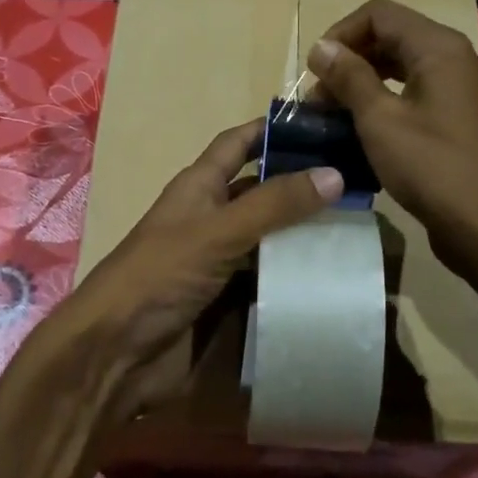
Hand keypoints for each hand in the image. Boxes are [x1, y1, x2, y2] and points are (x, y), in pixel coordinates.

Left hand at [38, 119, 342, 421]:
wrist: (116, 353)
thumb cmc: (159, 276)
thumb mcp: (217, 232)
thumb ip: (273, 205)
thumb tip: (335, 173)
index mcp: (198, 187)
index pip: (238, 144)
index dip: (272, 129)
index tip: (323, 123)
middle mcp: (211, 218)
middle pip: (262, 191)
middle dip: (303, 185)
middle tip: (359, 182)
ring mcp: (219, 261)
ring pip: (270, 237)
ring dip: (305, 233)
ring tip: (360, 227)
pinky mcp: (228, 300)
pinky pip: (269, 279)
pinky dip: (296, 276)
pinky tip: (335, 275)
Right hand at [308, 0, 477, 300]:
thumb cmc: (432, 168)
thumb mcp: (380, 120)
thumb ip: (349, 77)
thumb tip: (321, 47)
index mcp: (439, 48)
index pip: (379, 14)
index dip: (340, 34)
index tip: (314, 72)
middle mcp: (457, 59)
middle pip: (393, 38)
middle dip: (351, 62)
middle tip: (320, 100)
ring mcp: (464, 90)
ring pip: (405, 69)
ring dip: (366, 85)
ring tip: (336, 117)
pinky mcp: (464, 120)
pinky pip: (419, 96)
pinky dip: (388, 104)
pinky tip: (367, 133)